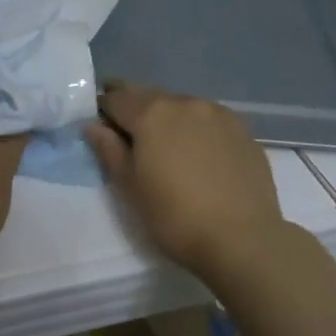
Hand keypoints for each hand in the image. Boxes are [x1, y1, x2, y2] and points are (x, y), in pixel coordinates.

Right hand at [85, 83, 288, 284]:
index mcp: (151, 113)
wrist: (243, 239)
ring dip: (168, 118)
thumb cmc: (175, 216)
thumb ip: (109, 150)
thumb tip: (92, 125)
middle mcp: (184, 102)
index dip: (104, 111)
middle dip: (135, 110)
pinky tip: (200, 156)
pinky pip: (208, 120)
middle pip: (149, 96)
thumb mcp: (130, 187)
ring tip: (168, 149)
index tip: (102, 130)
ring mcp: (218, 113)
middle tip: (131, 139)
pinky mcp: (243, 130)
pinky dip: (196, 129)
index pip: (116, 98)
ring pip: (181, 106)